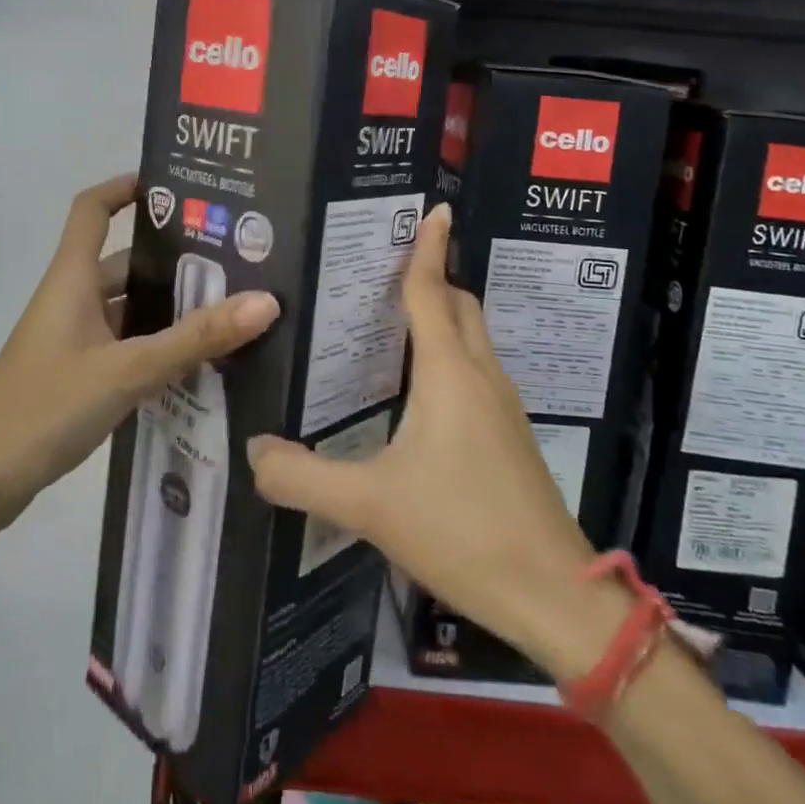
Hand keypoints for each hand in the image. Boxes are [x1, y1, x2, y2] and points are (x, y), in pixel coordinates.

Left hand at [0, 174, 278, 539]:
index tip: (175, 187)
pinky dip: (158, 347)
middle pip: (124, 262)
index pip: (93, 209)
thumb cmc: (43, 409)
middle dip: (173, 258)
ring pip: (129, 309)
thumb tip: (265, 301)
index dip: (125, 187)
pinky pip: (126, 347)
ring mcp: (73, 341)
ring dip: (170, 308)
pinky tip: (199, 364)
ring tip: (231, 308)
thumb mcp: (126, 370)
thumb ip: (194, 339)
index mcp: (72, 279)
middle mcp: (72, 301)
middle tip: (235, 259)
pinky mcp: (76, 378)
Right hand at [246, 203, 625, 679]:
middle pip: (460, 305)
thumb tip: (252, 450)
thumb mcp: (369, 504)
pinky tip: (421, 390)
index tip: (436, 210)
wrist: (552, 594)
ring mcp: (503, 405)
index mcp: (449, 372)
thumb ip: (302, 477)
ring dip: (444, 316)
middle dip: (433, 277)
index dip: (429, 249)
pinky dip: (452, 354)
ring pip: (474, 338)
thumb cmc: (461, 530)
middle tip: (389, 268)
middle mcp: (481, 375)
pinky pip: (478, 369)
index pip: (433, 291)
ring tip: (397, 321)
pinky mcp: (511, 435)